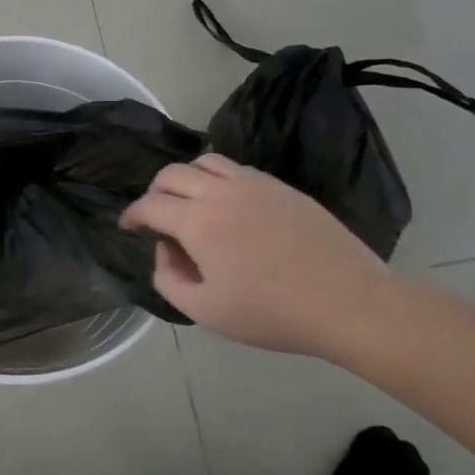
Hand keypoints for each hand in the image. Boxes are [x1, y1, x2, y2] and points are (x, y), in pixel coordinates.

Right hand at [119, 154, 401, 360]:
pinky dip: (217, 178)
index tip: (128, 226)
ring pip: (205, 161)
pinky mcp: (281, 186)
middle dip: (154, 192)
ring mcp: (254, 184)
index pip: (151, 204)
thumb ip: (169, 280)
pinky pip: (236, 169)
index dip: (132, 214)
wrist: (347, 302)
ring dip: (186, 178)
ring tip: (189, 204)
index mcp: (198, 222)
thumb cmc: (272, 313)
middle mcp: (221, 192)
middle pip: (172, 173)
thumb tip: (165, 252)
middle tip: (155, 216)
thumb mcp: (205, 312)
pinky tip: (226, 206)